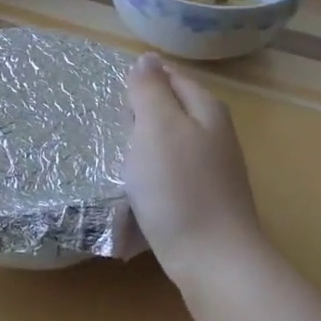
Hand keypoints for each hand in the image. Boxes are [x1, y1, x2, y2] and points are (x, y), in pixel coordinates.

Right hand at [123, 53, 270, 311]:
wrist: (213, 261)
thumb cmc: (179, 188)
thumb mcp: (157, 127)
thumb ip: (150, 90)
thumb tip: (147, 58)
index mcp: (206, 109)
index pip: (172, 77)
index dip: (142, 81)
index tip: (109, 94)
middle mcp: (215, 135)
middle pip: (172, 111)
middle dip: (139, 115)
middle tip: (105, 126)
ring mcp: (213, 172)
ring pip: (170, 146)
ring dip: (142, 149)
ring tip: (112, 159)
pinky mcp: (204, 203)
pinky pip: (171, 178)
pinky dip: (150, 179)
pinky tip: (134, 193)